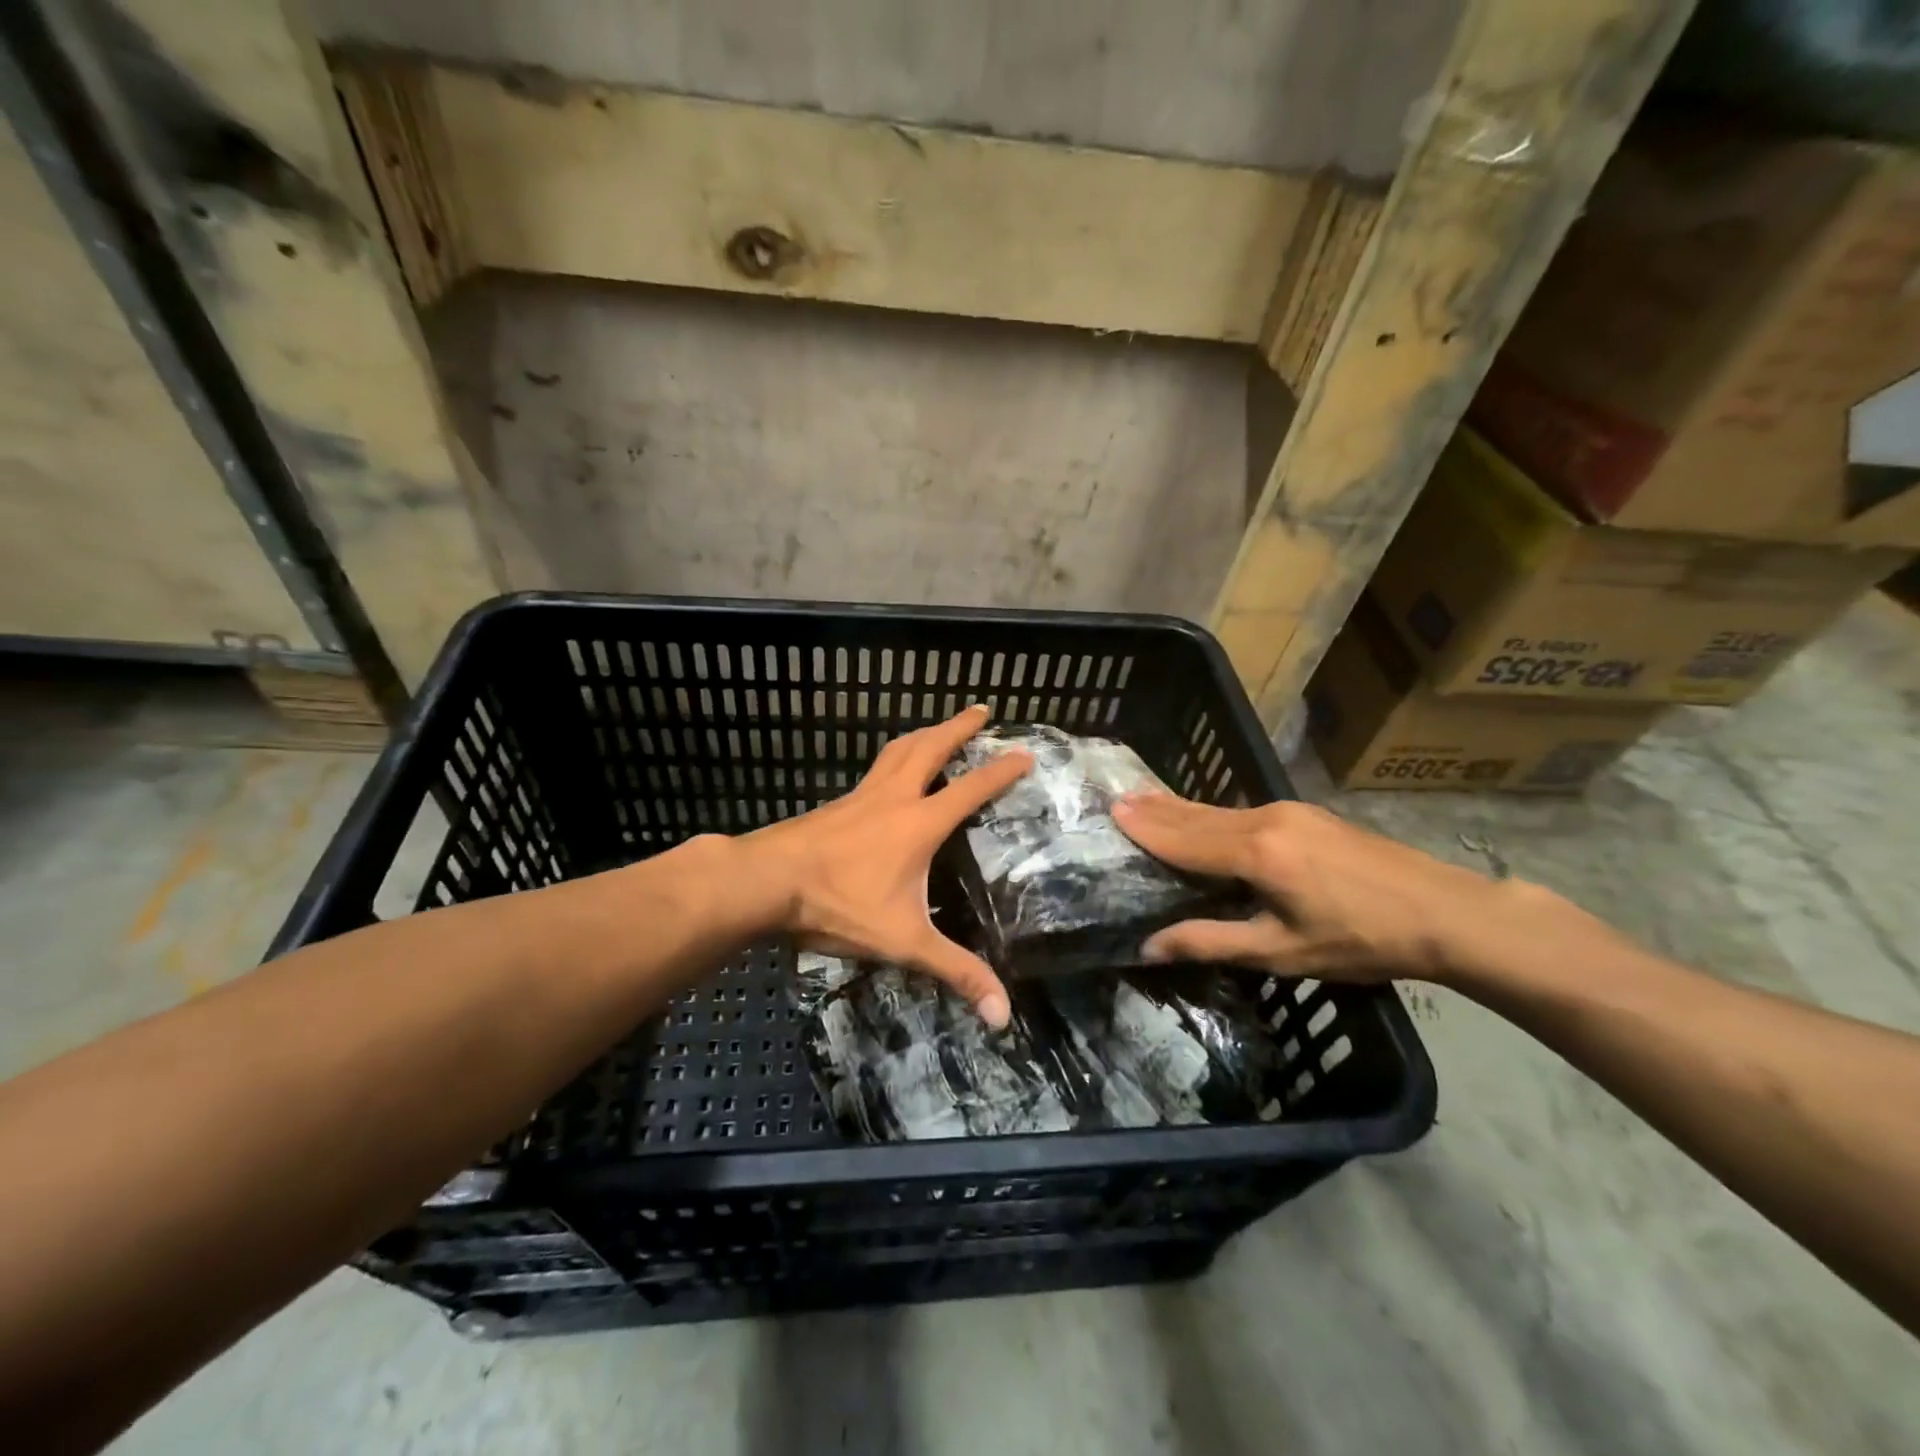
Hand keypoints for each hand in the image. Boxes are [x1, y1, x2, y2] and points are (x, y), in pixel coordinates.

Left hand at [742, 704, 1030, 1025]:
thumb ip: (954, 972)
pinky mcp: (836, 804)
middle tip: (981, 709)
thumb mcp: (903, 941)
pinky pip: (875, 769)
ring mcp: (861, 796)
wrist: (766, 882)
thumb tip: (1003, 1015)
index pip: (970, 788)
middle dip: (959, 727)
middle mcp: (894, 798)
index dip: (1000, 771)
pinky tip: (888, 772)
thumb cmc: (838, 904)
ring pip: (898, 751)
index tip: (1024, 752)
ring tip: (937, 727)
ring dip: (923, 734)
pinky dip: (893, 758)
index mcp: (919, 823)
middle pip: (931, 748)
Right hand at [1113, 795, 1564, 983]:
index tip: (1112, 812)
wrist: (1445, 912)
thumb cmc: (1360, 940)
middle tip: (1118, 799)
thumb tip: (1149, 945)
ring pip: (1219, 809)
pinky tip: (1203, 813)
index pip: (1185, 840)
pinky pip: (1242, 810)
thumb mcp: (1282, 951)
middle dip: (1156, 809)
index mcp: (1255, 854)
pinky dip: (1210, 811)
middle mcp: (1265, 821)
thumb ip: (1212, 942)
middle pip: (1198, 815)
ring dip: (1180, 807)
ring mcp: (1289, 812)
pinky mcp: (1307, 815)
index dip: (1147, 829)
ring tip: (1146, 797)